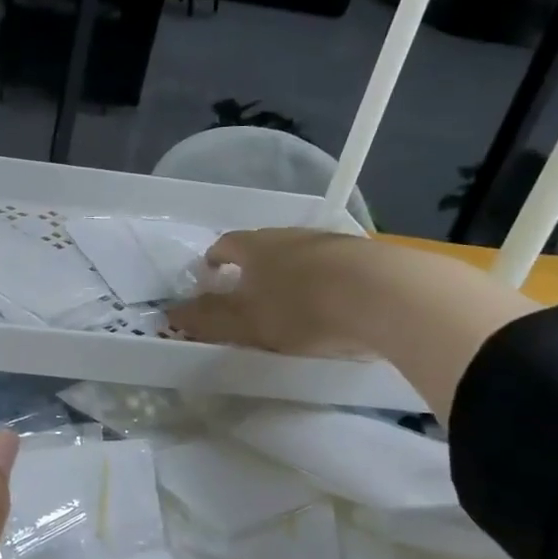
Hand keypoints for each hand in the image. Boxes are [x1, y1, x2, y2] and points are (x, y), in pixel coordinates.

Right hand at [169, 228, 376, 356]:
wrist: (388, 295)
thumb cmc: (303, 308)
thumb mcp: (247, 322)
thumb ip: (208, 320)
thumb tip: (170, 314)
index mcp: (256, 247)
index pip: (225, 244)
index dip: (214, 259)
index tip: (209, 276)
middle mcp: (290, 236)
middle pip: (263, 247)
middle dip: (252, 268)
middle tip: (248, 295)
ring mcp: (331, 242)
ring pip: (300, 256)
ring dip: (290, 275)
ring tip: (291, 304)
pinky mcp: (366, 257)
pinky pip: (333, 268)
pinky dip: (324, 283)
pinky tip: (333, 307)